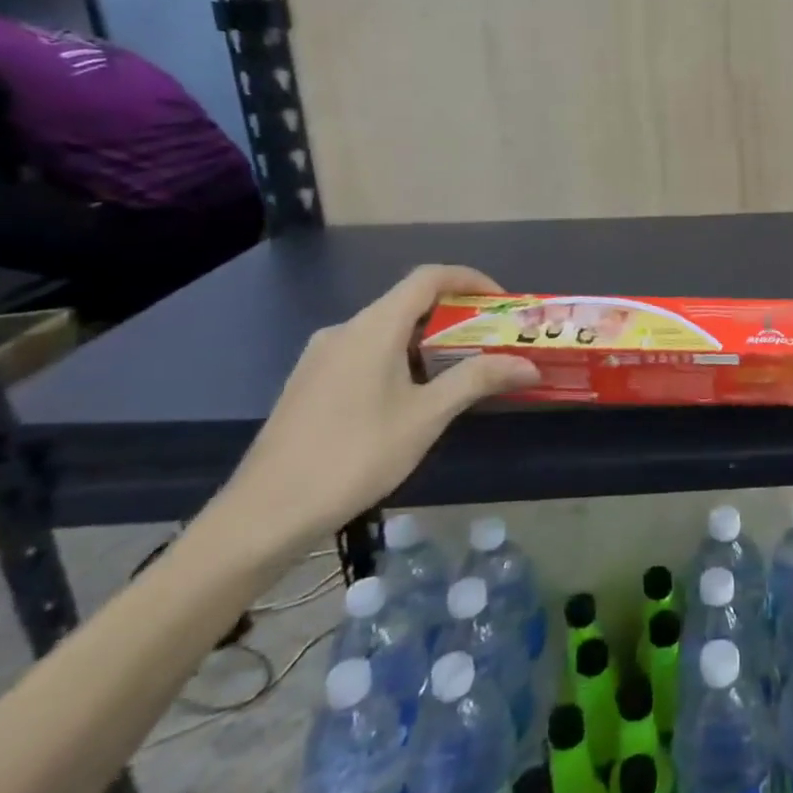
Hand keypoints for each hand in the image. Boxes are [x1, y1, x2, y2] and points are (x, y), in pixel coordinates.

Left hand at [214, 265, 538, 552]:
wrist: (264, 515)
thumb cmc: (353, 457)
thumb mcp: (425, 418)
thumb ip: (477, 380)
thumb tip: (528, 365)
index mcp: (373, 328)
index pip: (428, 278)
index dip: (470, 280)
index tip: (502, 303)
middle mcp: (344, 330)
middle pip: (409, 304)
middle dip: (456, 317)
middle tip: (491, 343)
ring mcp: (322, 357)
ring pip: (387, 331)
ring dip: (429, 342)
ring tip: (460, 373)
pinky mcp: (310, 383)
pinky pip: (366, 353)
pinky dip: (401, 359)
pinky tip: (413, 398)